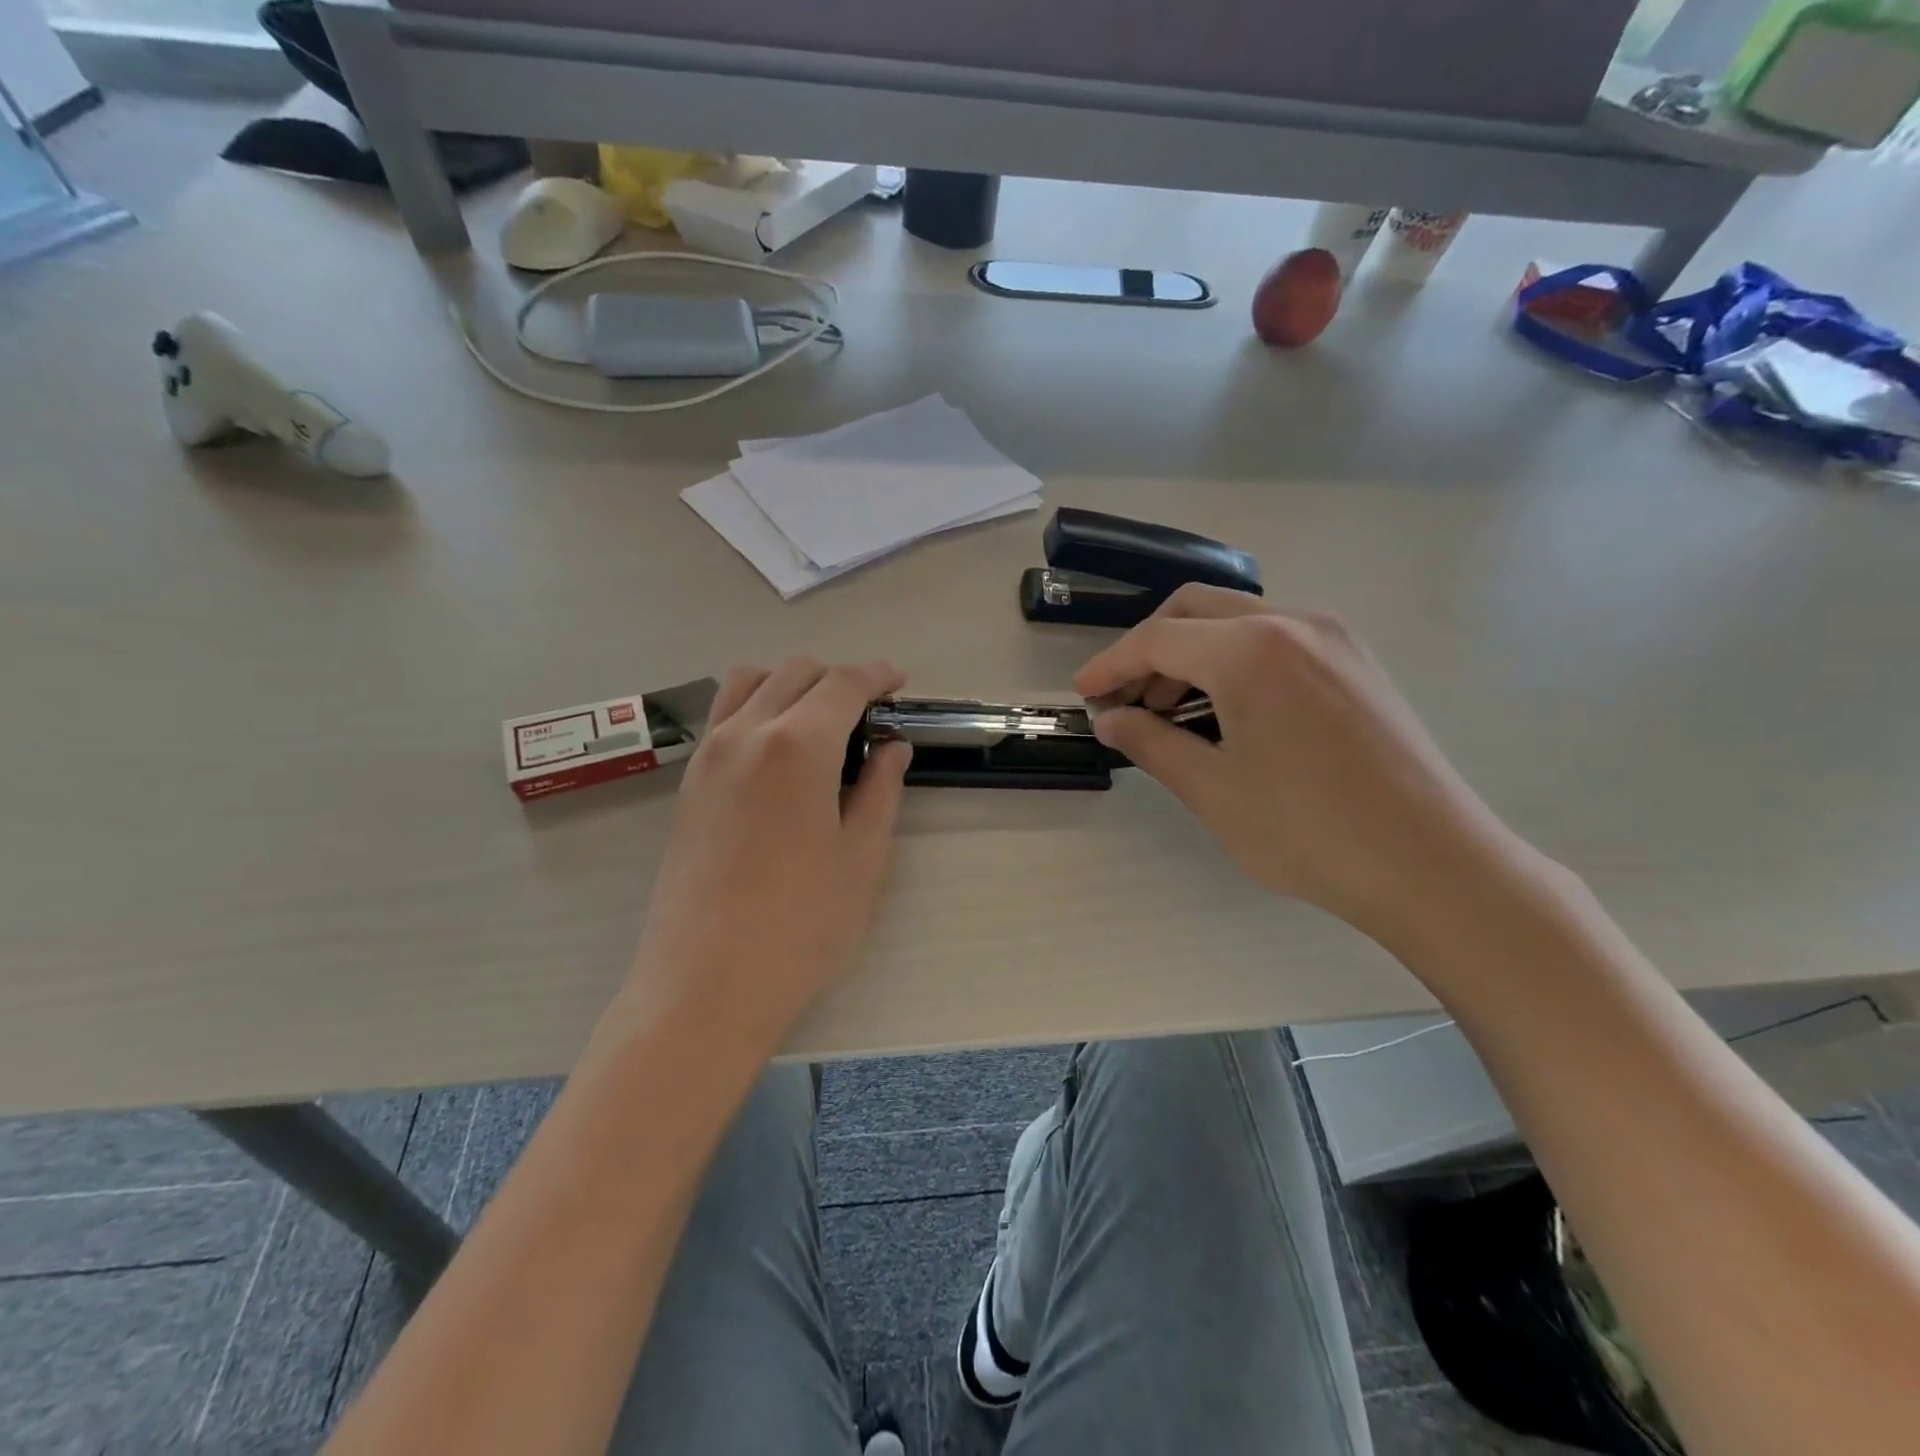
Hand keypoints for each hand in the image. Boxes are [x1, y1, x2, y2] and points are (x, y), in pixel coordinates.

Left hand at [630, 658, 912, 1035]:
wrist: (705, 983)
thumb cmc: (800, 925)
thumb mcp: (861, 857)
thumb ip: (880, 788)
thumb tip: (892, 747)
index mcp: (797, 746)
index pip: (842, 684)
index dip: (877, 675)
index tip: (899, 682)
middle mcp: (746, 733)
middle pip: (795, 672)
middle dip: (838, 678)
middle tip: (869, 713)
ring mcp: (709, 755)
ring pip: (750, 682)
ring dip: (791, 684)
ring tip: (820, 722)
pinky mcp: (689, 782)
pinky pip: (724, 715)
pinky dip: (758, 707)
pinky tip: (780, 752)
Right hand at [1074, 586, 1531, 944]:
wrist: (1434, 865)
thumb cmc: (1310, 832)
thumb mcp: (1213, 790)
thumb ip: (1151, 743)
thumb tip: (1110, 720)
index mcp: (1251, 650)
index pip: (1157, 640)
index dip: (1111, 665)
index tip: (1084, 693)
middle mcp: (1293, 622)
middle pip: (1195, 610)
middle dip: (1148, 649)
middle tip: (1125, 700)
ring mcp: (1333, 637)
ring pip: (1237, 620)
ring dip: (1191, 653)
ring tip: (1169, 712)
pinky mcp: (1355, 660)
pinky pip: (1275, 638)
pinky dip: (1233, 660)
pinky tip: (1225, 709)